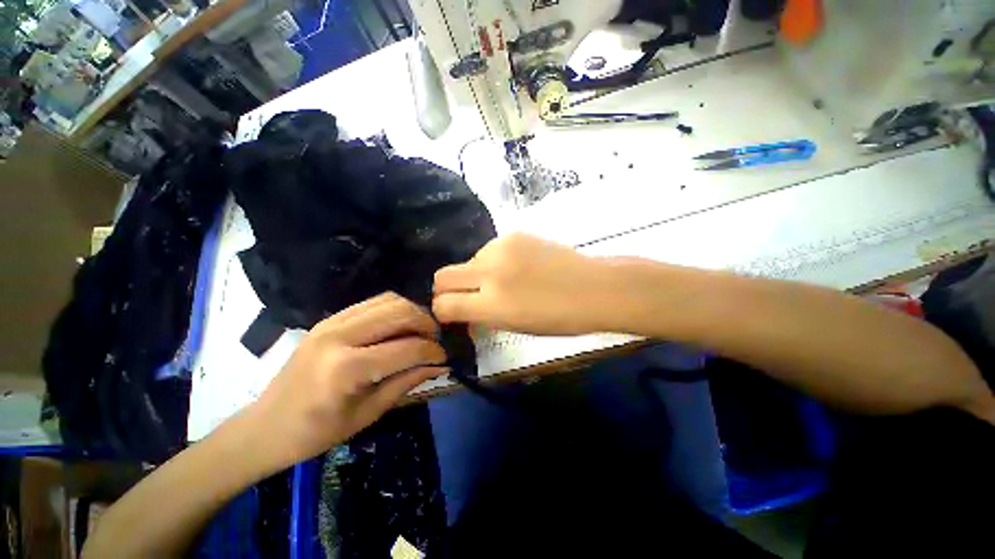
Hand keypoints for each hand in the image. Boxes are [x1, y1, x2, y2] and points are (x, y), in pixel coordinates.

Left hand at [248, 293, 447, 468]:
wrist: (264, 426)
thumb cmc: (315, 433)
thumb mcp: (368, 413)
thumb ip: (407, 382)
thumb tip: (441, 366)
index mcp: (347, 368)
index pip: (407, 347)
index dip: (433, 351)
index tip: (445, 357)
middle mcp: (340, 336)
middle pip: (400, 313)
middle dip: (427, 323)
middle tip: (436, 339)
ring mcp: (332, 322)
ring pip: (389, 300)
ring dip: (412, 312)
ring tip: (422, 330)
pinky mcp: (329, 318)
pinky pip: (372, 302)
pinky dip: (394, 308)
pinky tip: (400, 325)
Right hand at [433, 233, 617, 334]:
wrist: (594, 288)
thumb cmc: (560, 318)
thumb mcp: (515, 327)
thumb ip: (483, 316)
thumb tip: (464, 311)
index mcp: (492, 304)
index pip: (444, 304)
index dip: (442, 311)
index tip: (450, 313)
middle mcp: (490, 272)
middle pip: (443, 276)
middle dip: (447, 289)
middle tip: (467, 296)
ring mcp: (501, 248)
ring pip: (468, 261)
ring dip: (476, 273)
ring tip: (503, 281)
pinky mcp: (513, 234)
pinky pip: (489, 250)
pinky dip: (494, 261)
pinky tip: (517, 267)